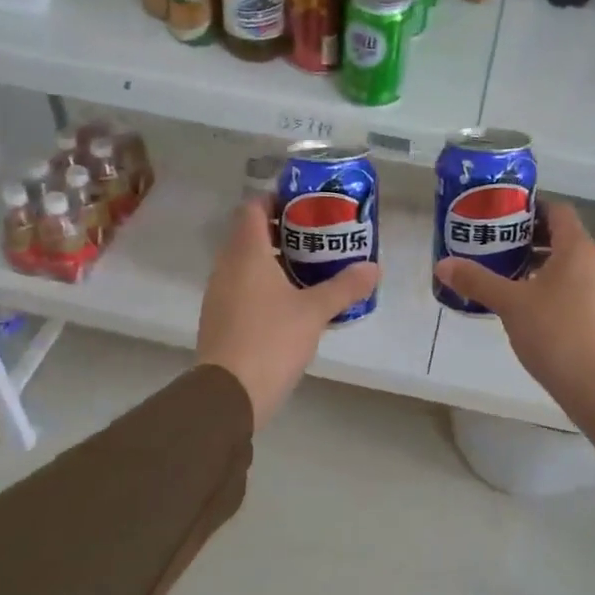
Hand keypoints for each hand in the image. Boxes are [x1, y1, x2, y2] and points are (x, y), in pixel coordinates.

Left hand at [197, 200, 379, 430]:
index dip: (277, 199)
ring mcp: (219, 293)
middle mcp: (227, 266)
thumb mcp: (314, 312)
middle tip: (318, 236)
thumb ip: (344, 287)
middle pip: (250, 233)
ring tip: (311, 267)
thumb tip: (374, 267)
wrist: (228, 394)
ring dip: (274, 259)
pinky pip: (243, 287)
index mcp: (245, 253)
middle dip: (283, 230)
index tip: (306, 205)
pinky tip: (292, 301)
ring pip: (246, 262)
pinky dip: (265, 284)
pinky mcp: (220, 318)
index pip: (253, 207)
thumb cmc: (271, 340)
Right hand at [433, 201, 594, 453]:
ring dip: (536, 265)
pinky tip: (524, 307)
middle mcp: (594, 263)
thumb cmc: (556, 334)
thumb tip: (442, 265)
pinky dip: (549, 287)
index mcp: (577, 249)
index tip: (500, 215)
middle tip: (493, 244)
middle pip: (560, 237)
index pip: (557, 210)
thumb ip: (477, 281)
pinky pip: (572, 288)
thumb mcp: (510, 305)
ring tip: (503, 274)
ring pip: (565, 265)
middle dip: (526, 238)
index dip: (529, 207)